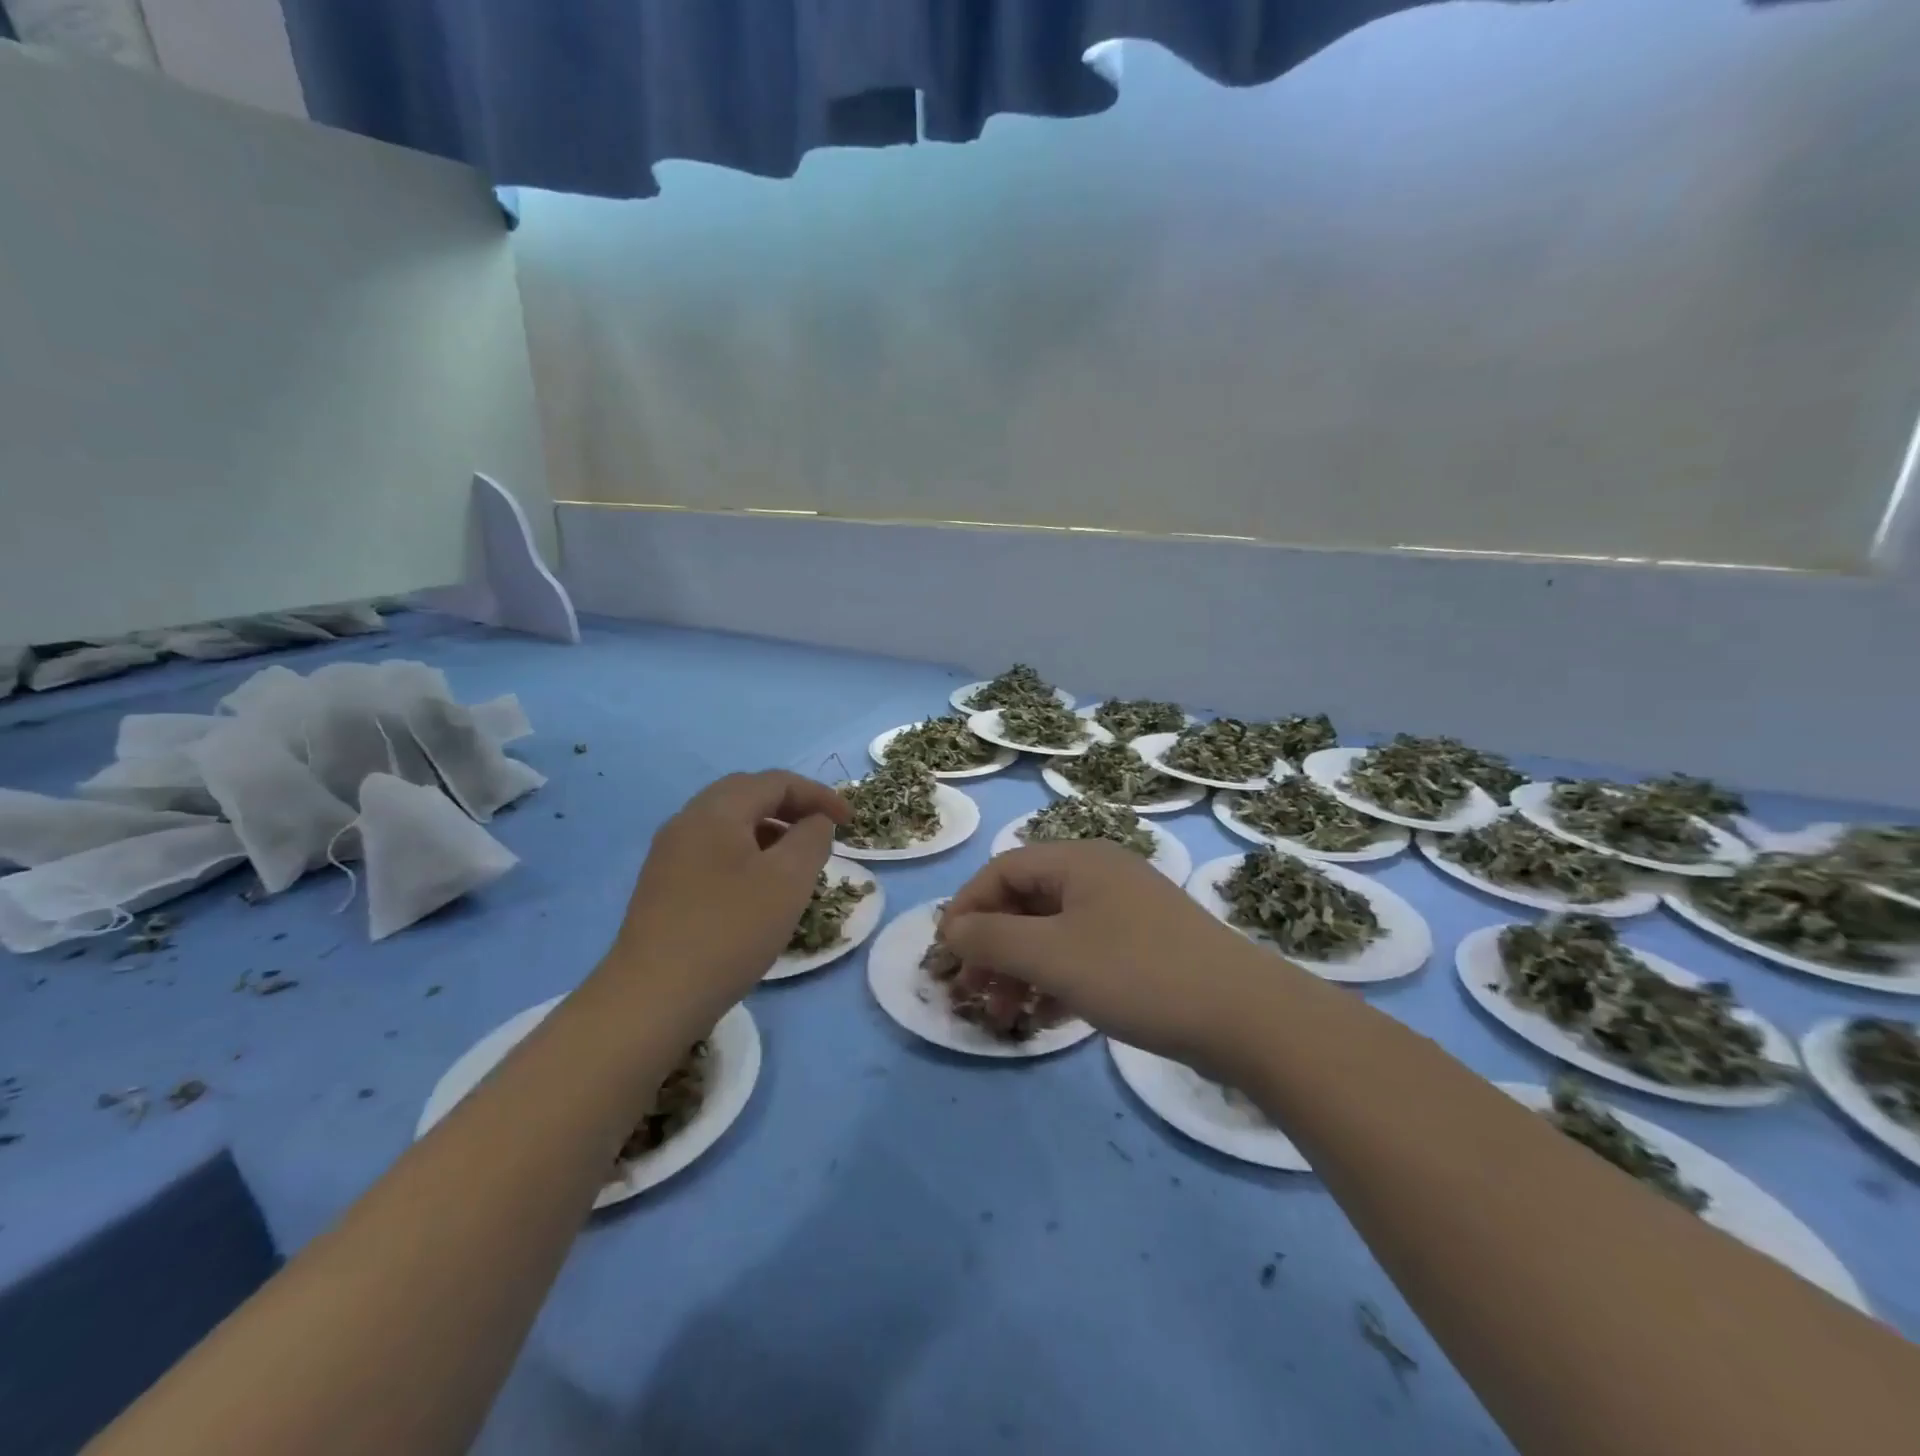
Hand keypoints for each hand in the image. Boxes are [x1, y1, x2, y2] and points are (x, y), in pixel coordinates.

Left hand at [607, 771, 848, 1022]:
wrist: (653, 998)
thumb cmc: (730, 930)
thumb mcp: (789, 880)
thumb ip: (811, 839)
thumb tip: (814, 823)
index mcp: (716, 811)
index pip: (775, 782)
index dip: (818, 795)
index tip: (850, 822)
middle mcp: (687, 821)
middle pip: (747, 795)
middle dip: (791, 806)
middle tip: (823, 830)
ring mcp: (669, 854)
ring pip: (728, 824)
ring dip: (769, 830)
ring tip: (797, 860)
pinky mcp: (663, 885)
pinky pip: (713, 850)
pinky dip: (746, 853)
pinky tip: (759, 887)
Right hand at [942, 841, 1282, 1072]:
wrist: (1244, 1016)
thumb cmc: (1137, 973)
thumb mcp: (1052, 956)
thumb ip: (992, 940)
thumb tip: (952, 930)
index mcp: (1078, 861)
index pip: (1003, 870)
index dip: (968, 908)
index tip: (946, 954)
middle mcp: (1101, 875)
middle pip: (1026, 901)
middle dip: (993, 947)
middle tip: (973, 992)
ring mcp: (1126, 911)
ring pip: (1054, 932)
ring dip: (1021, 969)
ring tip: (1005, 1014)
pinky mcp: (1145, 946)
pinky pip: (1083, 953)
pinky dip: (1057, 980)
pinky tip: (1046, 1018)